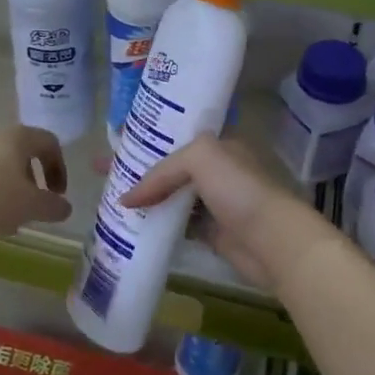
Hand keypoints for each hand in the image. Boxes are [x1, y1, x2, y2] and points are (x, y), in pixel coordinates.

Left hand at [0, 126, 72, 235]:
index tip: (57, 195)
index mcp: (19, 138)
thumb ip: (52, 207)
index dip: (59, 168)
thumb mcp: (29, 206)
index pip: (49, 143)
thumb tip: (65, 207)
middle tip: (31, 208)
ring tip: (3, 219)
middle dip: (30, 182)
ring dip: (6, 190)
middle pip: (21, 154)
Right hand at [119, 135, 335, 292]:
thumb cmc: (240, 189)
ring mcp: (213, 201)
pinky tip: (130, 222)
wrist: (273, 241)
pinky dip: (155, 222)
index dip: (144, 135)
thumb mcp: (200, 158)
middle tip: (100, 170)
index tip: (113, 139)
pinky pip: (175, 222)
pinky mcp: (211, 231)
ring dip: (143, 196)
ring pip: (169, 195)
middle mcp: (216, 168)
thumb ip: (162, 171)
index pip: (174, 133)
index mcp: (218, 143)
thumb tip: (127, 198)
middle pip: (167, 165)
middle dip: (136, 166)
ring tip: (107, 195)